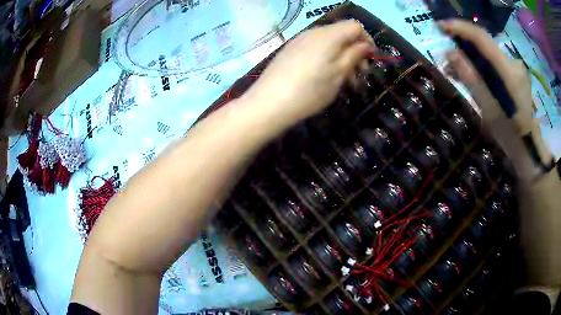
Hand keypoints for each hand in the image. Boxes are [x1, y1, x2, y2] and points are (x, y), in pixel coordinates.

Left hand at [243, 20, 374, 125]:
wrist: (269, 103)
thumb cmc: (310, 91)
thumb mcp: (338, 74)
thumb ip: (354, 55)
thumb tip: (365, 45)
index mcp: (328, 35)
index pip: (355, 26)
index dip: (367, 40)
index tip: (370, 60)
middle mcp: (313, 32)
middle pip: (342, 33)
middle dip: (355, 51)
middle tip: (359, 75)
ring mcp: (299, 40)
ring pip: (329, 42)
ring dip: (342, 57)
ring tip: (344, 81)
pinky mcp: (290, 50)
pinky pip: (315, 48)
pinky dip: (327, 58)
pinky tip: (324, 77)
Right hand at [440, 19, 532, 131]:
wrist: (529, 150)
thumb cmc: (511, 136)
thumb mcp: (488, 109)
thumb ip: (471, 78)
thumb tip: (449, 53)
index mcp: (509, 72)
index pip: (481, 37)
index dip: (459, 28)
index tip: (440, 27)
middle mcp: (513, 63)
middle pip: (484, 45)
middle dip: (462, 46)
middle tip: (445, 58)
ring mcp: (516, 69)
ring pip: (488, 54)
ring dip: (470, 58)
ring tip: (455, 71)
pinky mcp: (515, 75)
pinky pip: (494, 63)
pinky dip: (481, 66)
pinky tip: (471, 75)